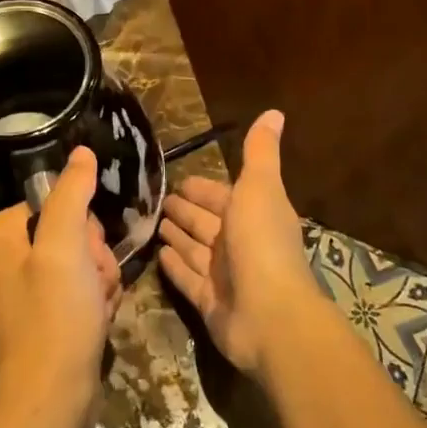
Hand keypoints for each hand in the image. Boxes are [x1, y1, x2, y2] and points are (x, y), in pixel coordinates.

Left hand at [0, 147, 121, 427]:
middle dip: (94, 258)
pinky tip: (96, 321)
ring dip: (100, 281)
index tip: (85, 258)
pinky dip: (96, 301)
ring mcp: (25, 285)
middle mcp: (5, 255)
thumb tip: (81, 151)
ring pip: (84, 259)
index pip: (58, 202)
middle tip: (91, 286)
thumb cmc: (54, 320)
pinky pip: (82, 286)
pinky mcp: (45, 311)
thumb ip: (72, 194)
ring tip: (95, 308)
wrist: (51, 403)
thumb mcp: (64, 248)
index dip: (82, 228)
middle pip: (73, 230)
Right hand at [157, 110, 318, 375]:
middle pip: (205, 221)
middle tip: (155, 199)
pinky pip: (186, 277)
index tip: (177, 180)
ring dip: (176, 234)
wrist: (270, 315)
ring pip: (194, 248)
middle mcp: (238, 243)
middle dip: (184, 209)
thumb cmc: (262, 244)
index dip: (202, 188)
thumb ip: (260, 152)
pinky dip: (174, 265)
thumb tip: (274, 112)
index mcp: (252, 214)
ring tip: (152, 222)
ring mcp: (223, 275)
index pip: (221, 195)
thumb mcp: (260, 188)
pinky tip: (157, 254)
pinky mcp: (208, 302)